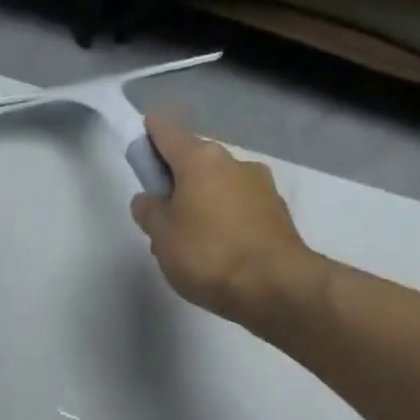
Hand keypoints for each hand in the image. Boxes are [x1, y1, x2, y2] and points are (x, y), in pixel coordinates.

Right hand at [130, 115, 324, 326]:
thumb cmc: (207, 253)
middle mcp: (234, 163)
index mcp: (201, 160)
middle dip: (177, 181)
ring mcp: (260, 187)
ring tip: (189, 243)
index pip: (169, 134)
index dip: (152, 134)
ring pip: (219, 188)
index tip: (143, 135)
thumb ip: (150, 212)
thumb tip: (148, 198)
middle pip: (196, 163)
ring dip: (201, 204)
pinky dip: (223, 221)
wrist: (273, 285)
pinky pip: (238, 210)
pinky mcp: (276, 214)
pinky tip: (216, 251)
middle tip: (160, 215)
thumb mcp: (162, 235)